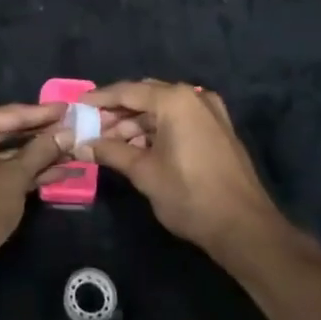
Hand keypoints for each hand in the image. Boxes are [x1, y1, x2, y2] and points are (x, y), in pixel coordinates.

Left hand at [0, 103, 70, 273]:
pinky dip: (24, 170)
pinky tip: (57, 172)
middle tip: (73, 129)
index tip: (69, 108)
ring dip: (38, 155)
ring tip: (72, 152)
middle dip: (43, 135)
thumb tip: (67, 132)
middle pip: (9, 131)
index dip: (43, 113)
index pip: (11, 114)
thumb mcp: (16, 177)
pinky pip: (0, 168)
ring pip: (7, 152)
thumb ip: (42, 151)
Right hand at [86, 81, 291, 260]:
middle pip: (145, 97)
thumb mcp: (144, 173)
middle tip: (91, 128)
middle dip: (117, 113)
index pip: (127, 91)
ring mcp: (209, 113)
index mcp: (175, 100)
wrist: (245, 228)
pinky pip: (179, 120)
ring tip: (111, 145)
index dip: (99, 99)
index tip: (76, 106)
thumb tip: (81, 145)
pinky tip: (138, 149)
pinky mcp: (218, 130)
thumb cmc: (190, 195)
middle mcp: (194, 97)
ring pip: (162, 110)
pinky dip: (157, 130)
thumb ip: (111, 152)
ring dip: (136, 124)